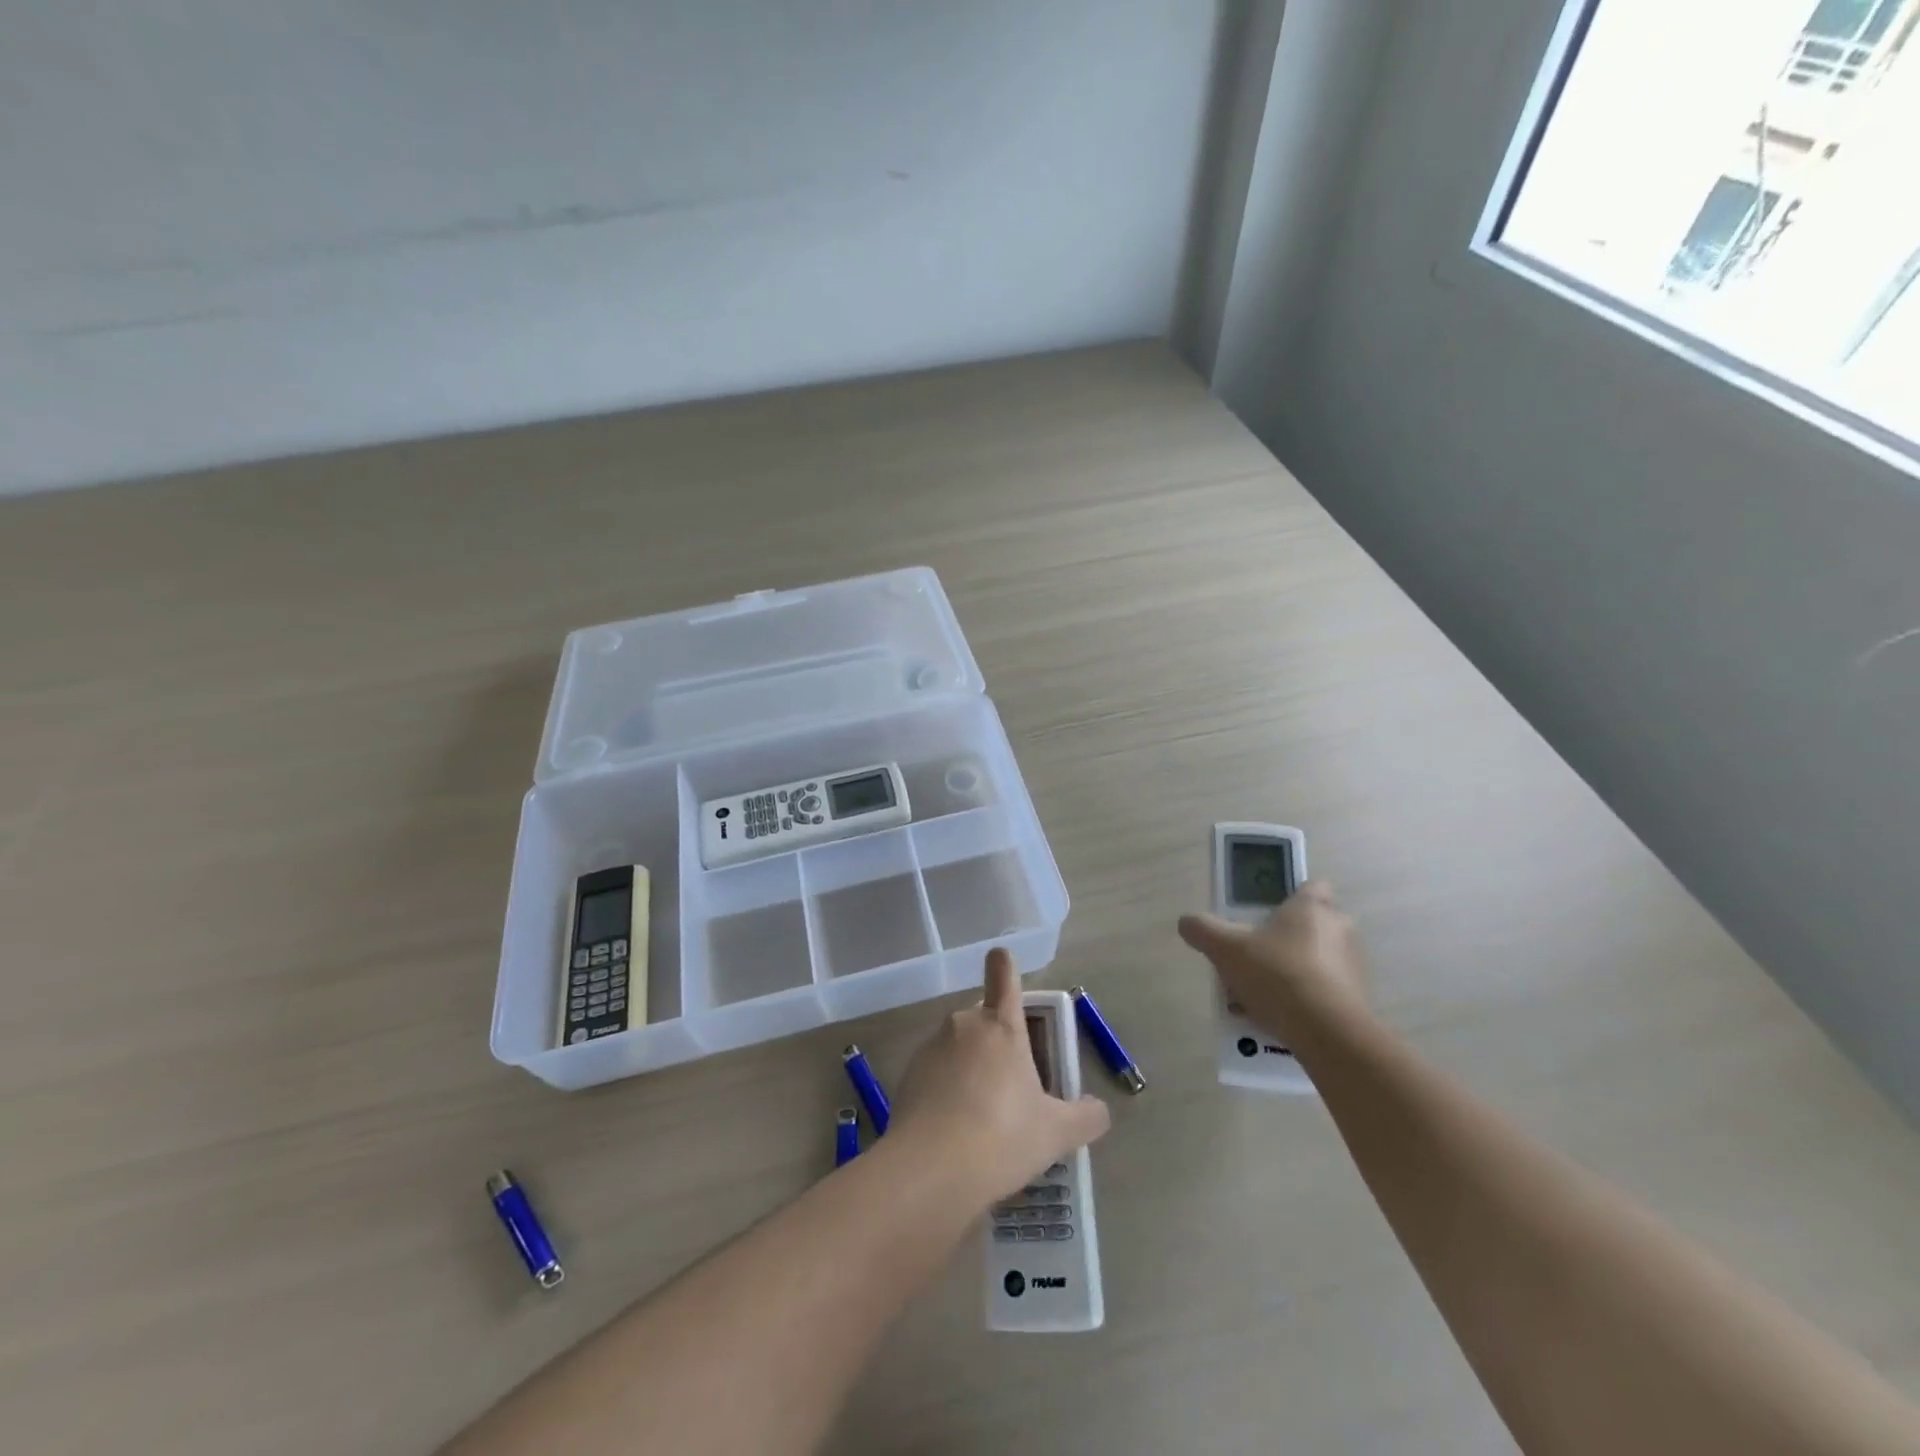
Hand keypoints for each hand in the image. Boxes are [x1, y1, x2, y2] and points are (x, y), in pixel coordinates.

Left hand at [890, 948, 1110, 1201]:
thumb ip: (1085, 1118)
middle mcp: (964, 1026)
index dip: (1005, 965)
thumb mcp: (1056, 1134)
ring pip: (959, 1048)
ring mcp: (931, 1048)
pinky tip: (955, 1132)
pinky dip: (946, 1092)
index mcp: (1002, 1027)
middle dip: (997, 1044)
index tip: (1002, 958)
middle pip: (984, 1020)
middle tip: (1013, 1089)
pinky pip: (936, 1074)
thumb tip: (1098, 1110)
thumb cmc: (1002, 1137)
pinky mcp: (907, 1076)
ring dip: (971, 1070)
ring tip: (984, 1120)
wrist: (930, 1170)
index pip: (1005, 976)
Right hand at [1177, 880, 1369, 1042]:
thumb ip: (1202, 930)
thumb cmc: (1277, 975)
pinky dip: (1306, 999)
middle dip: (1286, 938)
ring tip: (1261, 995)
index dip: (1290, 896)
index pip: (1312, 886)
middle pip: (1313, 925)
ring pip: (1318, 960)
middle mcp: (1341, 929)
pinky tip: (1279, 1017)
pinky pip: (1327, 991)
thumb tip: (1187, 922)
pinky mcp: (1360, 1000)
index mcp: (1312, 907)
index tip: (1267, 913)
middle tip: (1255, 956)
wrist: (1328, 1034)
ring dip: (1294, 971)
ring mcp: (1354, 966)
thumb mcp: (1225, 948)